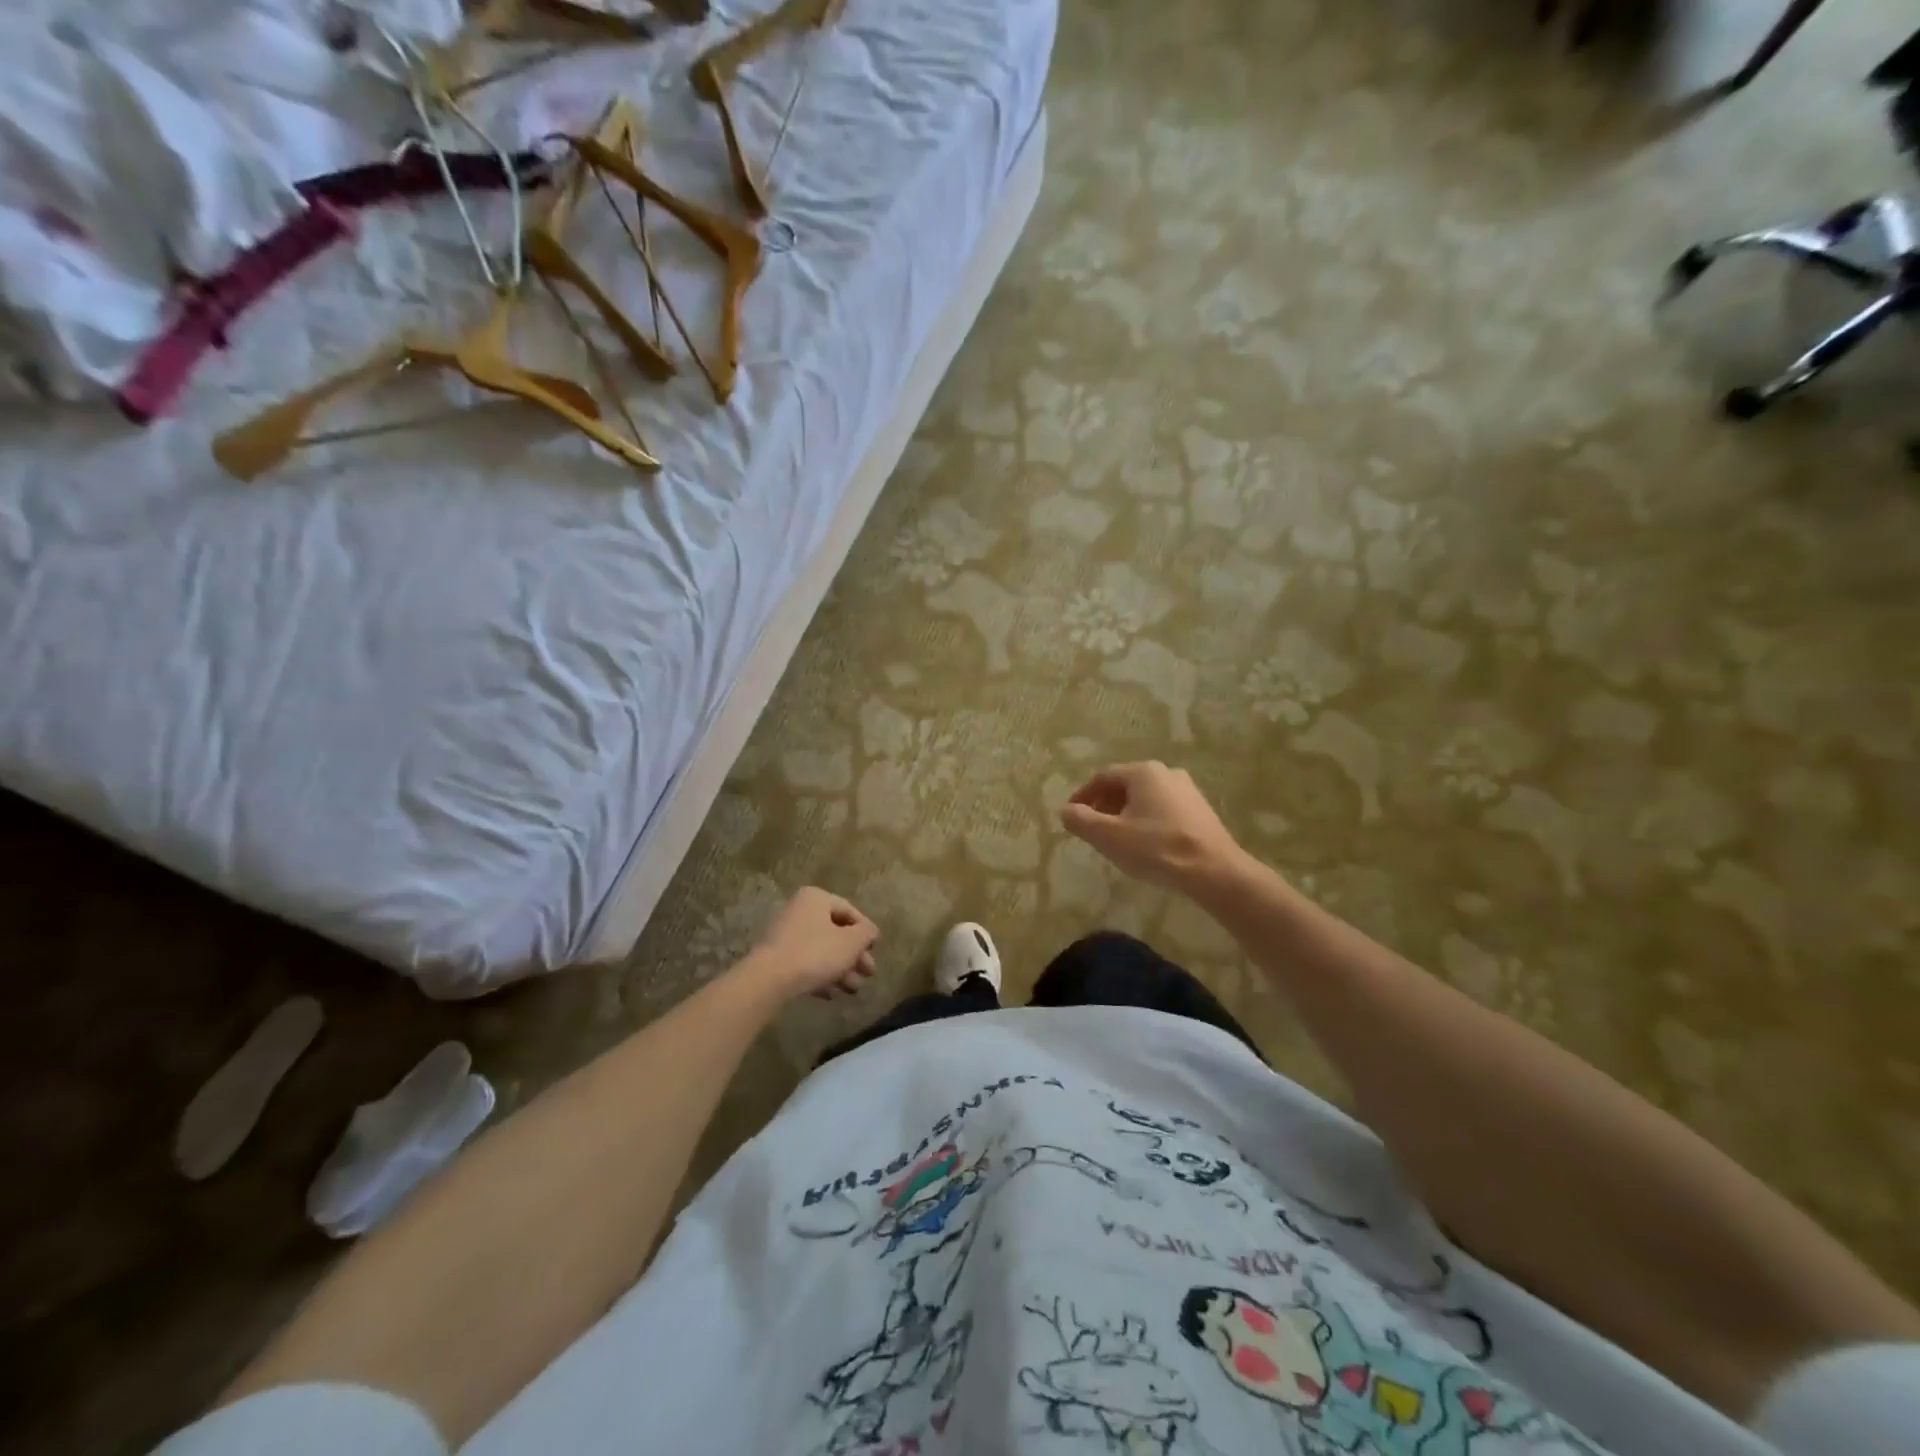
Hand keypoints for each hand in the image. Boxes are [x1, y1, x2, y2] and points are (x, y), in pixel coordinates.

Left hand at [743, 888, 878, 1000]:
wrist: (768, 980)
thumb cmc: (815, 953)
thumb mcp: (851, 942)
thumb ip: (866, 933)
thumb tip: (870, 932)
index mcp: (816, 898)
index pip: (849, 911)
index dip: (866, 932)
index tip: (874, 951)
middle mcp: (799, 910)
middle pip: (835, 932)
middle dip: (854, 956)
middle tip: (868, 974)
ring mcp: (785, 934)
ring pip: (821, 950)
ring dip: (840, 969)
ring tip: (853, 990)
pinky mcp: (775, 957)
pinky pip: (804, 963)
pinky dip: (820, 976)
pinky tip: (830, 994)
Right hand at [1058, 762, 1246, 894]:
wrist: (1214, 872)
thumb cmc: (1156, 849)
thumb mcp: (1109, 836)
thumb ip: (1081, 820)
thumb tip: (1064, 810)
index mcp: (1143, 772)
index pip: (1103, 777)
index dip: (1083, 795)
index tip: (1071, 815)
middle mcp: (1167, 773)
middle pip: (1125, 785)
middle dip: (1104, 805)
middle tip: (1091, 828)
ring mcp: (1188, 791)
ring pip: (1145, 798)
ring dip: (1125, 814)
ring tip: (1115, 839)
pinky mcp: (1201, 811)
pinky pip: (1163, 810)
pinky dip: (1146, 821)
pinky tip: (1144, 845)